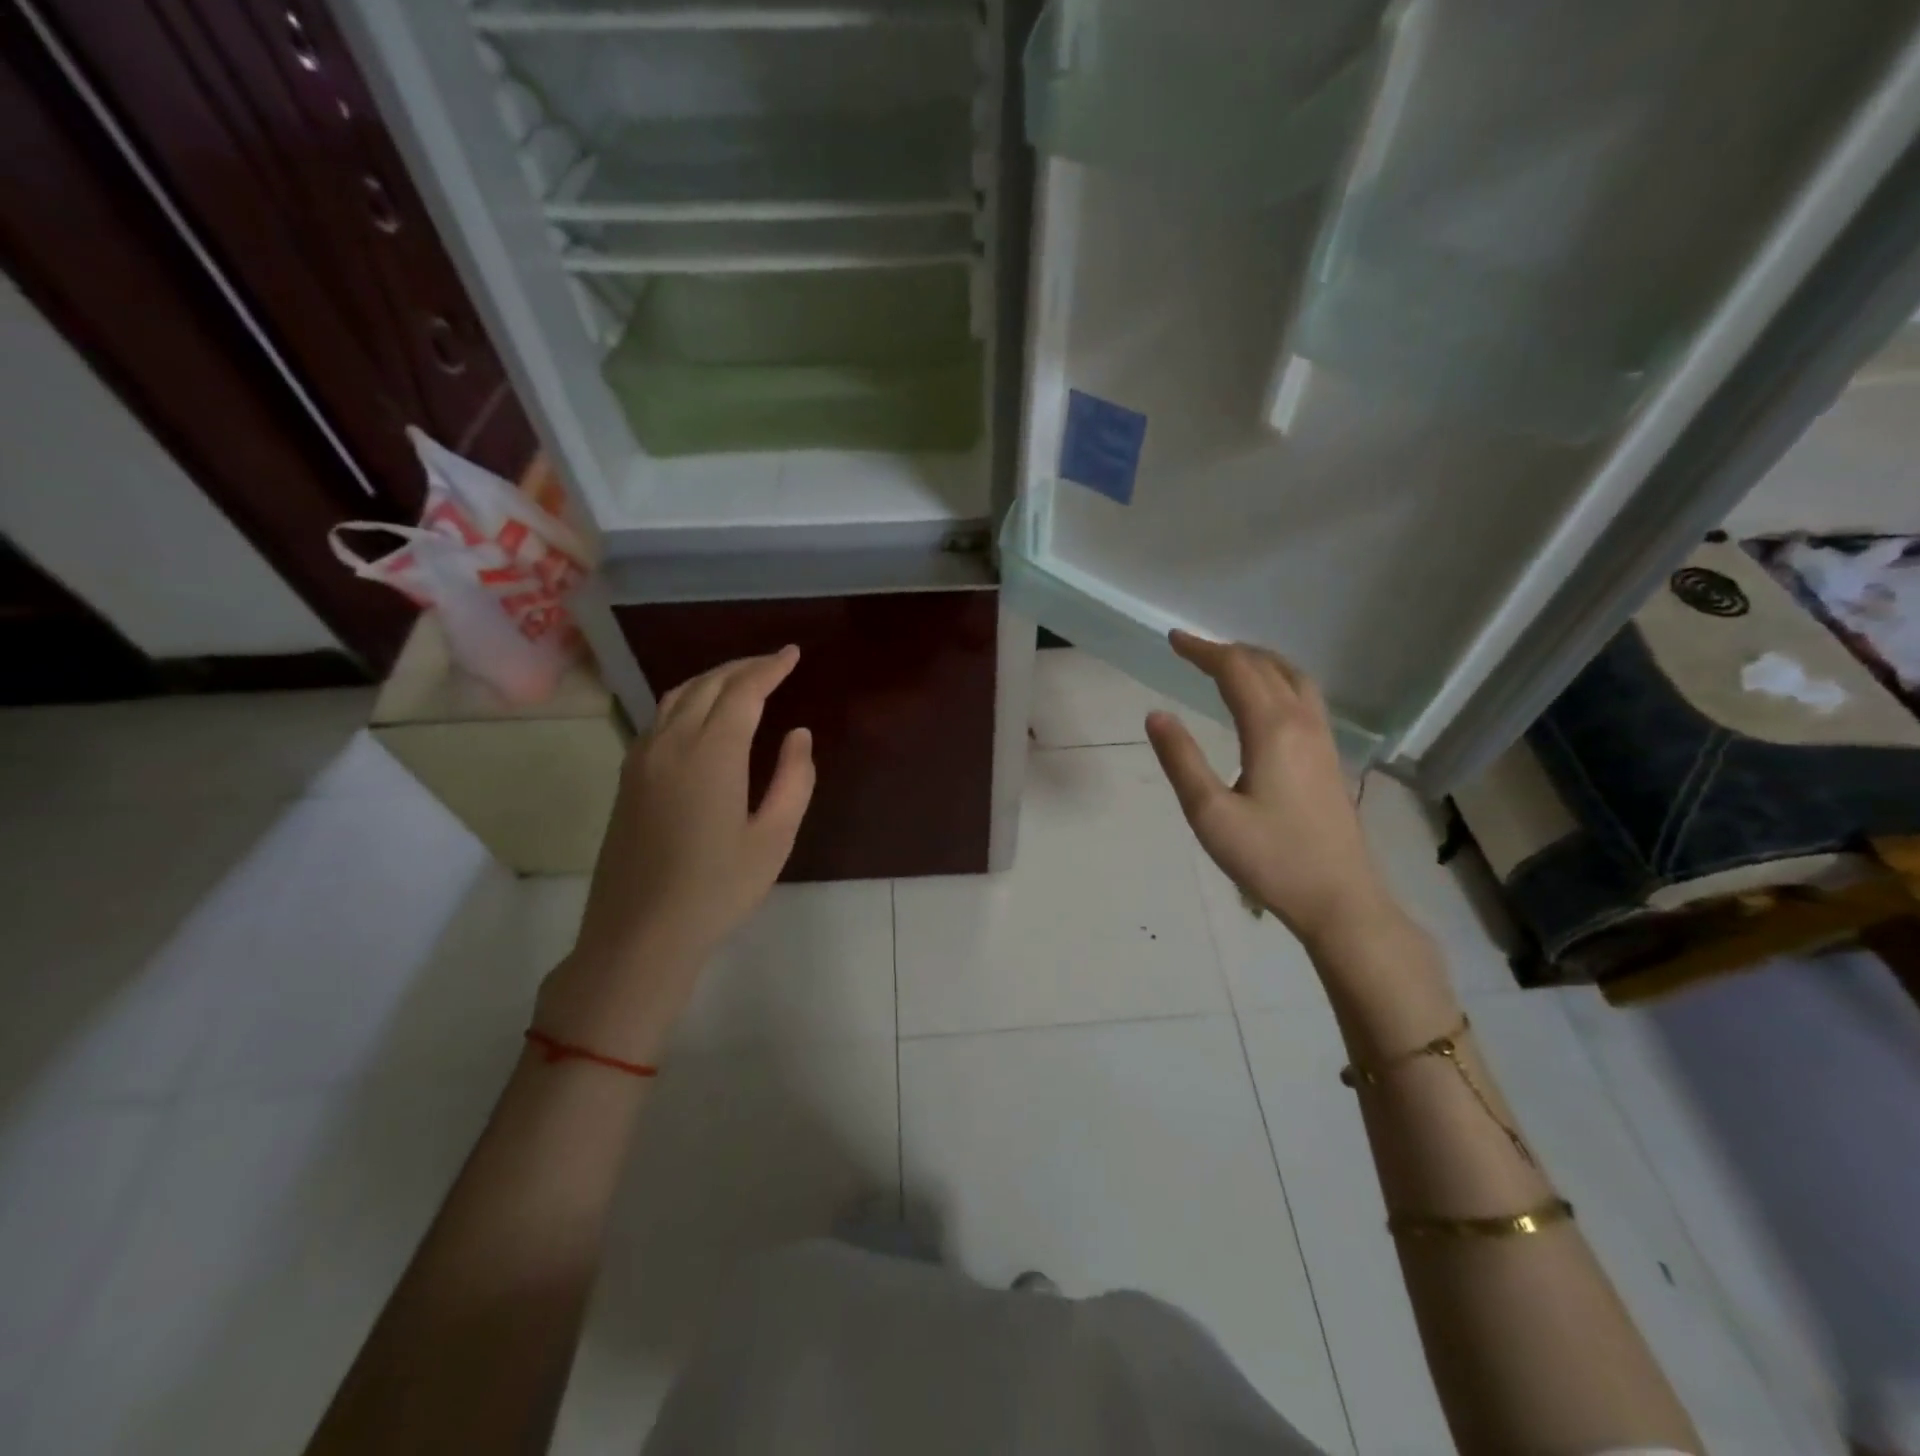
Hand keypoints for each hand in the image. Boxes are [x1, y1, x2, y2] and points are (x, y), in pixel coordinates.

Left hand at [536, 646, 814, 1060]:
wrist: (640, 933)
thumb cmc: (717, 889)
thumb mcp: (774, 838)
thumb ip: (794, 779)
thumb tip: (797, 735)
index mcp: (711, 753)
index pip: (743, 691)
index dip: (770, 668)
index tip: (793, 654)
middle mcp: (671, 742)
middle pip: (709, 684)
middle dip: (744, 667)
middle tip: (775, 663)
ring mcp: (643, 758)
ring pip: (679, 696)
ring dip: (714, 679)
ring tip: (743, 679)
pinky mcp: (629, 777)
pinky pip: (660, 717)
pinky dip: (689, 699)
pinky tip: (703, 714)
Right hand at [1145, 630, 1394, 947]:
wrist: (1339, 899)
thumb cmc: (1270, 858)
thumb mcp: (1210, 814)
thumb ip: (1181, 760)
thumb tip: (1156, 715)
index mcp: (1272, 729)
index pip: (1236, 670)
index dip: (1203, 650)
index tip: (1173, 640)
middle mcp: (1302, 722)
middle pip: (1266, 666)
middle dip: (1226, 651)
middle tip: (1191, 650)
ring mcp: (1323, 739)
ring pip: (1293, 678)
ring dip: (1258, 661)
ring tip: (1228, 664)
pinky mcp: (1330, 758)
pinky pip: (1305, 697)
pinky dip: (1278, 680)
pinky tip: (1265, 701)